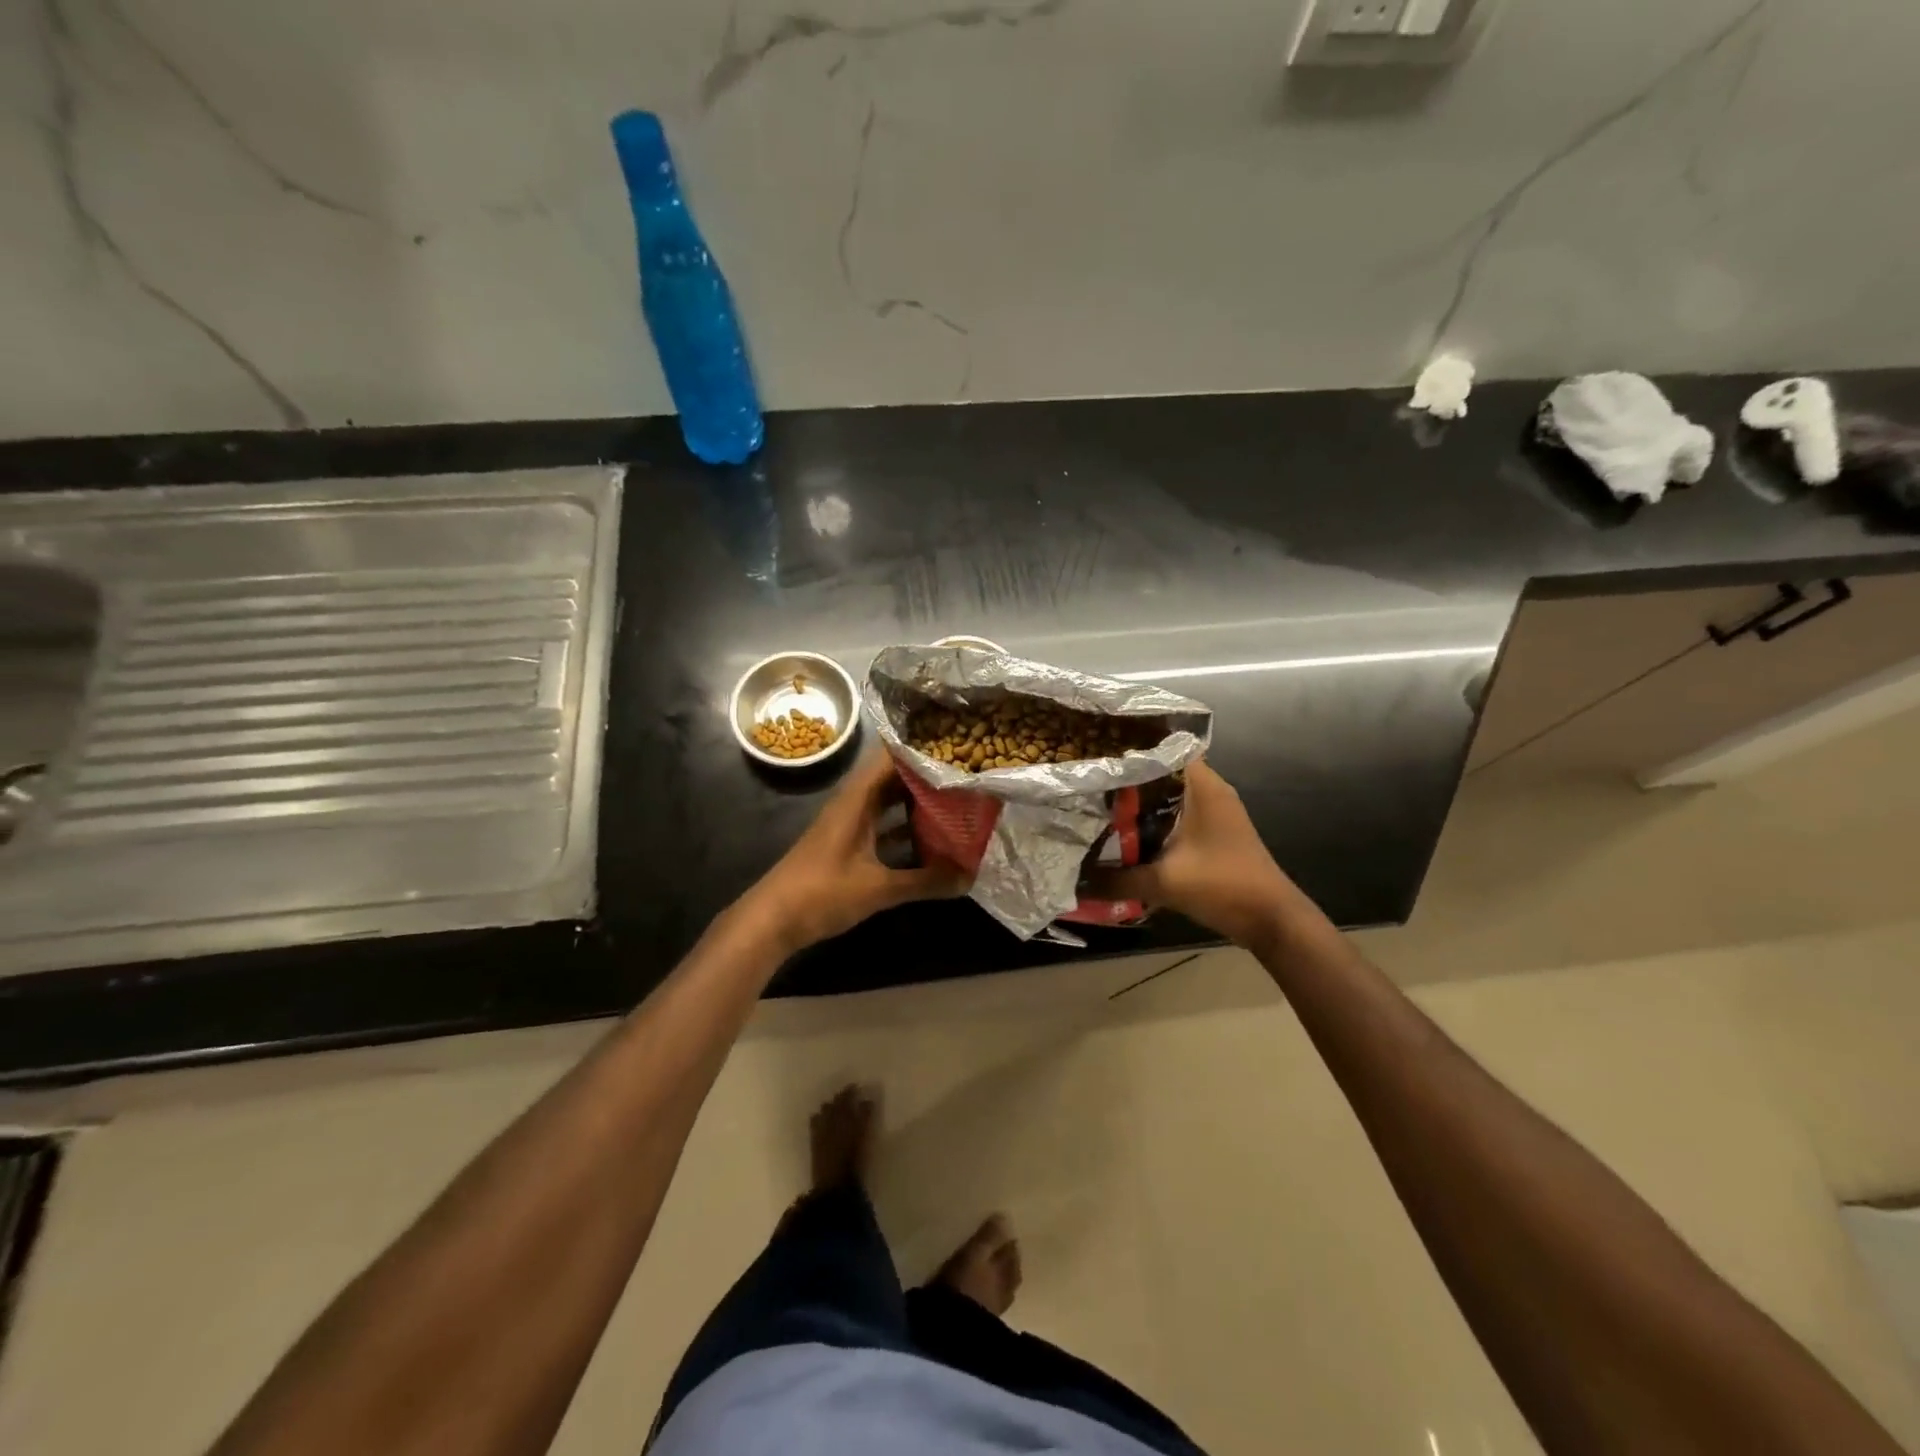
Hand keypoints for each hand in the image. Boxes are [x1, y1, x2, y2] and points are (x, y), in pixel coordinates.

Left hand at [740, 754, 967, 955]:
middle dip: (926, 776)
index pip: (891, 757)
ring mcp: (849, 825)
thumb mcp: (878, 888)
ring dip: (917, 803)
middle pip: (893, 778)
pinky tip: (931, 839)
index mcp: (857, 799)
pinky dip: (904, 829)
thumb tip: (969, 876)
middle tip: (966, 775)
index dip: (921, 749)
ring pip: (888, 803)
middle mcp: (853, 804)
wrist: (772, 920)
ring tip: (957, 801)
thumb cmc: (821, 892)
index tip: (956, 746)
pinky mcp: (847, 846)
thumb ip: (925, 881)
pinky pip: (882, 827)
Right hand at [1092, 760, 1300, 949]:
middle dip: (1127, 779)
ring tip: (1099, 807)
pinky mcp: (1214, 834)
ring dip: (1140, 803)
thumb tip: (1076, 882)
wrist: (1272, 920)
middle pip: (1162, 772)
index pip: (1163, 748)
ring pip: (1169, 796)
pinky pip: (1177, 816)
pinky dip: (1154, 822)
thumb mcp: (1164, 882)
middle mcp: (1210, 791)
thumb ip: (1116, 880)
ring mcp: (1214, 813)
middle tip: (1089, 783)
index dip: (1129, 748)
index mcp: (1202, 786)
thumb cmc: (1223, 885)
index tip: (1096, 754)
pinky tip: (1127, 836)